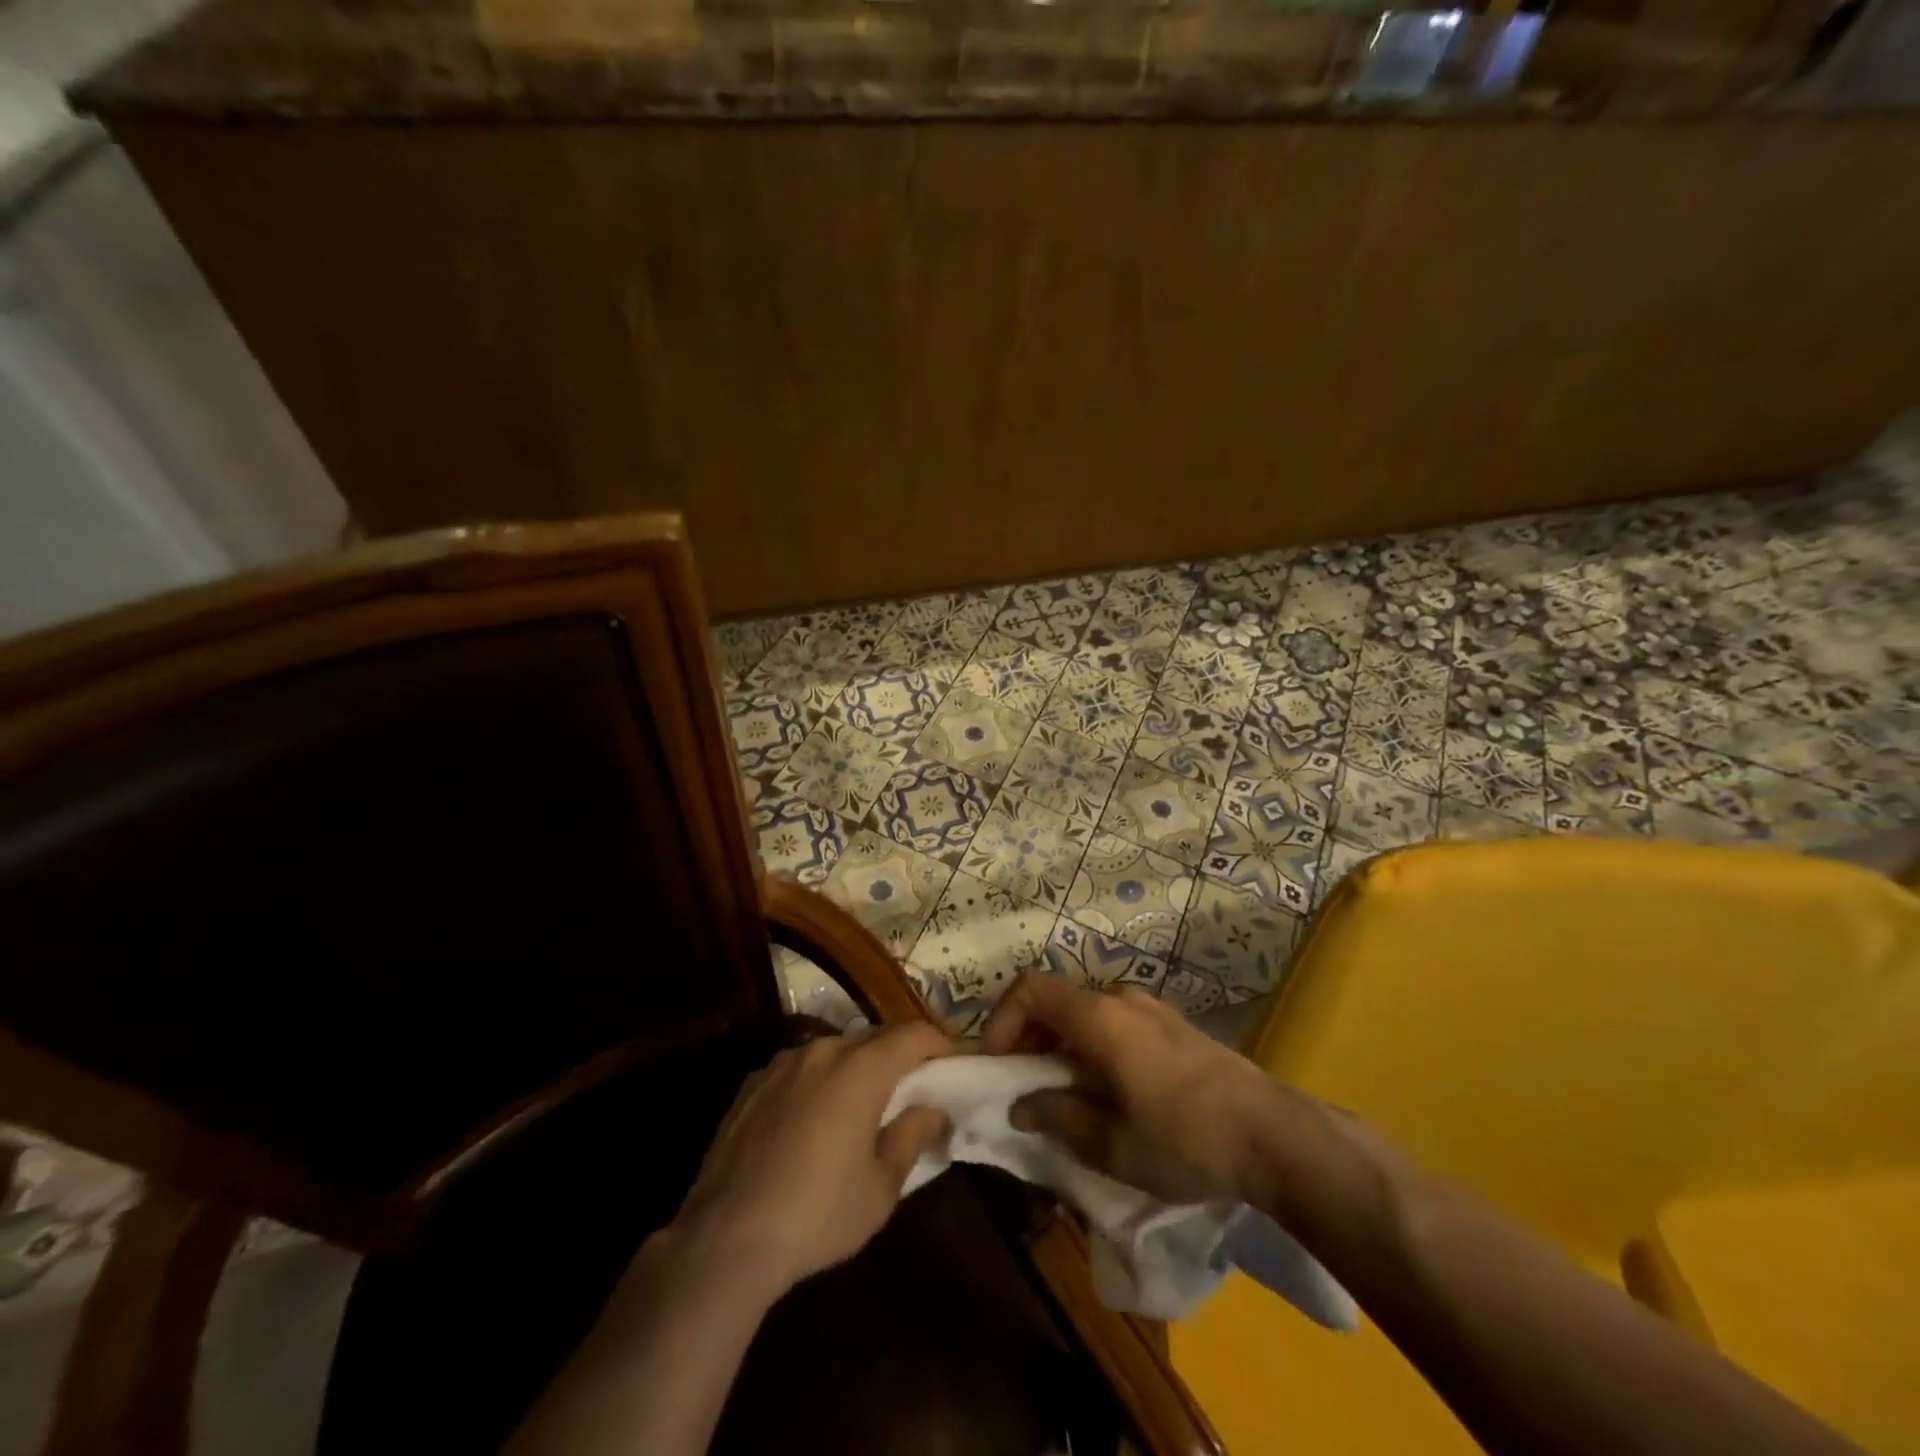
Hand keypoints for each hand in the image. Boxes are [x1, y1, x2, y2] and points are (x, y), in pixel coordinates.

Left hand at [672, 1024, 952, 1297]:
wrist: (725, 1239)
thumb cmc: (818, 1214)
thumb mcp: (881, 1187)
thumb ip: (913, 1136)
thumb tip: (933, 1110)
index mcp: (861, 1068)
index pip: (914, 1034)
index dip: (939, 1044)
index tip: (953, 1065)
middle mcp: (822, 1051)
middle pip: (874, 1038)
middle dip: (899, 1057)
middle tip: (913, 1090)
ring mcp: (782, 1063)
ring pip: (835, 1051)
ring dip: (856, 1068)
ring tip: (861, 1107)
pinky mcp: (753, 1083)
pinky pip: (800, 1069)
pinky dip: (818, 1082)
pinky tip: (812, 1122)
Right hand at [981, 973, 1283, 1205]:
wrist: (1274, 1136)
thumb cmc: (1185, 1140)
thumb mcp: (1111, 1144)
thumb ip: (1058, 1117)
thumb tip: (1021, 1105)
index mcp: (1099, 1019)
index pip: (1030, 989)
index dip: (1002, 1020)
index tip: (999, 1065)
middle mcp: (1121, 1001)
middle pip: (1057, 1001)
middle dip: (1030, 1038)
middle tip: (1026, 1087)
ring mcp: (1151, 1010)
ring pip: (1086, 1014)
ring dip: (1063, 1046)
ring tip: (1067, 1097)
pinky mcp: (1173, 1026)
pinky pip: (1115, 1024)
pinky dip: (1093, 1047)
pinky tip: (1110, 1093)